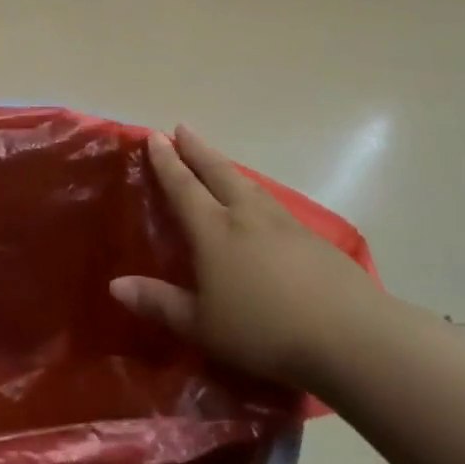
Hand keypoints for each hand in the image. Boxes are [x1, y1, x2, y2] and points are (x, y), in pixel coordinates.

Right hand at [111, 126, 376, 392]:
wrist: (349, 335)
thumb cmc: (264, 330)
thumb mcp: (201, 325)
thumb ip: (159, 303)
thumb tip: (115, 285)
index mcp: (214, 230)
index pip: (183, 186)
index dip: (167, 162)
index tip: (155, 136)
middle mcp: (245, 215)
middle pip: (217, 172)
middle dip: (197, 150)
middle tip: (183, 128)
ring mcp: (282, 223)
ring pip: (247, 184)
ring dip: (226, 167)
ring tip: (216, 159)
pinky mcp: (312, 238)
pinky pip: (271, 203)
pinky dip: (255, 191)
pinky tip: (260, 203)